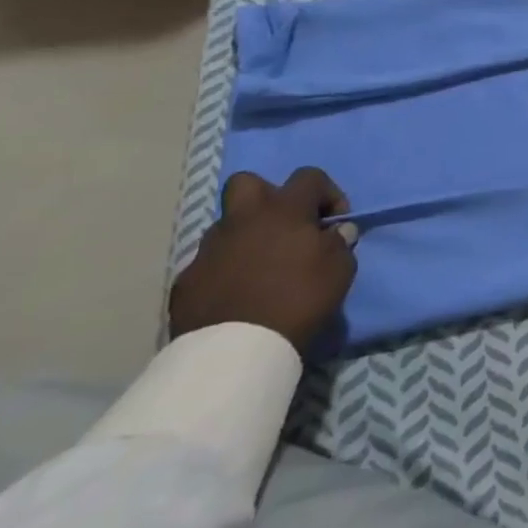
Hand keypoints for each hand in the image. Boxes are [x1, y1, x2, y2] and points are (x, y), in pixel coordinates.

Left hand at [170, 167, 358, 351]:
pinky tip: (239, 293)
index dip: (328, 192)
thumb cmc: (299, 299)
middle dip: (269, 196)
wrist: (237, 350)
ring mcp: (208, 249)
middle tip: (286, 225)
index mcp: (283, 210)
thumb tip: (335, 231)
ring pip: (228, 226)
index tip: (335, 222)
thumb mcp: (340, 270)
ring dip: (247, 236)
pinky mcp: (186, 280)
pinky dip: (226, 270)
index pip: (308, 177)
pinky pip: (210, 262)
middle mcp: (242, 219)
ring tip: (263, 266)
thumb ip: (339, 243)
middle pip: (248, 183)